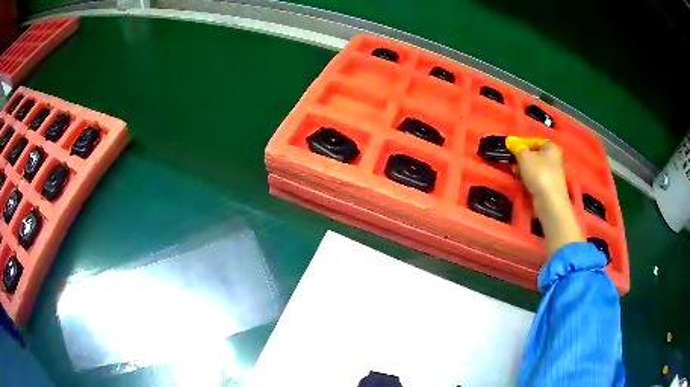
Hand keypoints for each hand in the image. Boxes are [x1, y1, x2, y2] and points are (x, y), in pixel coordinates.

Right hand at [514, 142, 583, 254]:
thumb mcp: (524, 157)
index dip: (521, 143)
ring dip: (523, 169)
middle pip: (533, 154)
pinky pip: (536, 178)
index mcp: (551, 147)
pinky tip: (522, 183)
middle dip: (521, 158)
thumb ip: (517, 147)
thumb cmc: (539, 174)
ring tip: (516, 174)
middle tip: (513, 163)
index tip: (511, 149)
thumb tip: (511, 142)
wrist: (550, 202)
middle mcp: (554, 158)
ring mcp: (552, 173)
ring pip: (533, 167)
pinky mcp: (549, 186)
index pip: (533, 141)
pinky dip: (528, 179)